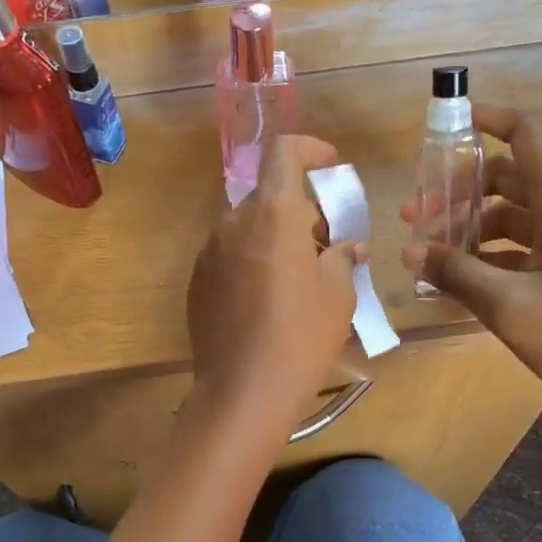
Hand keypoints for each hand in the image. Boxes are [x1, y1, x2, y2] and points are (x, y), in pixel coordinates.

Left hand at [189, 135, 360, 424]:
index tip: (331, 168)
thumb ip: (341, 257)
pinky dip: (252, 262)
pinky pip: (230, 256)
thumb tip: (343, 246)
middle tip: (324, 246)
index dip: (310, 150)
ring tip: (298, 279)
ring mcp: (209, 252)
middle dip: (300, 211)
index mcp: (273, 214)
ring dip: (274, 238)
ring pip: (248, 228)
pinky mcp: (197, 281)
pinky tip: (267, 303)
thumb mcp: (338, 295)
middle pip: (269, 196)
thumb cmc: (302, 336)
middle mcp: (234, 222)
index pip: (284, 152)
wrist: (243, 391)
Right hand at [401, 106, 541, 474]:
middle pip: (514, 177)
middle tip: (416, 214)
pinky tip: (461, 279)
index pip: (528, 134)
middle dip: (462, 188)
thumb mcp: (511, 307)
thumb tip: (411, 252)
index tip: (446, 125)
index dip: (489, 119)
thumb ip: (457, 273)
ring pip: (517, 216)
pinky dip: (492, 256)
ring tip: (429, 251)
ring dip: (473, 226)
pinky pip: (527, 250)